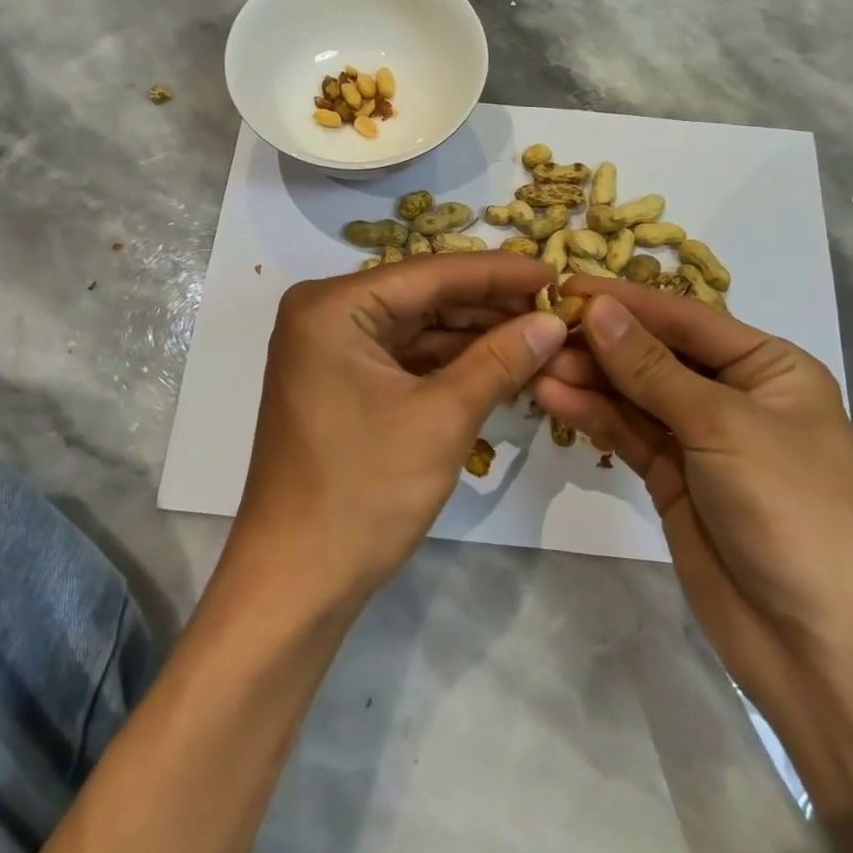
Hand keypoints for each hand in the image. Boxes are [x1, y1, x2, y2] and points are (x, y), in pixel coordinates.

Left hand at [230, 253, 567, 607]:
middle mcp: (324, 313)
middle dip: (488, 304)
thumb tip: (551, 321)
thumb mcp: (442, 418)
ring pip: (415, 327)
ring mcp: (328, 349)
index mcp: (333, 305)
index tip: (556, 270)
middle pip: (422, 296)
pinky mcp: (338, 382)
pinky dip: (447, 361)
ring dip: (473, 333)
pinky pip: (402, 356)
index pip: (431, 273)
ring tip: (537, 331)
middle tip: (553, 306)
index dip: (498, 272)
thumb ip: (499, 360)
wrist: (295, 582)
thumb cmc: (364, 491)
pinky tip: (498, 361)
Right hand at [532, 281, 852, 714]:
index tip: (566, 285)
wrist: (817, 648)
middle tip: (539, 329)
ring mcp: (701, 438)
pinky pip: (628, 432)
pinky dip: (592, 415)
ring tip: (534, 364)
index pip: (685, 318)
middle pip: (655, 353)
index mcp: (769, 367)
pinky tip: (552, 398)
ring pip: (634, 393)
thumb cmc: (790, 510)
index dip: (626, 301)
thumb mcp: (722, 426)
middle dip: (601, 342)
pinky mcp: (672, 477)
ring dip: (588, 378)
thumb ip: (651, 367)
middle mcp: (734, 393)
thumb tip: (597, 308)